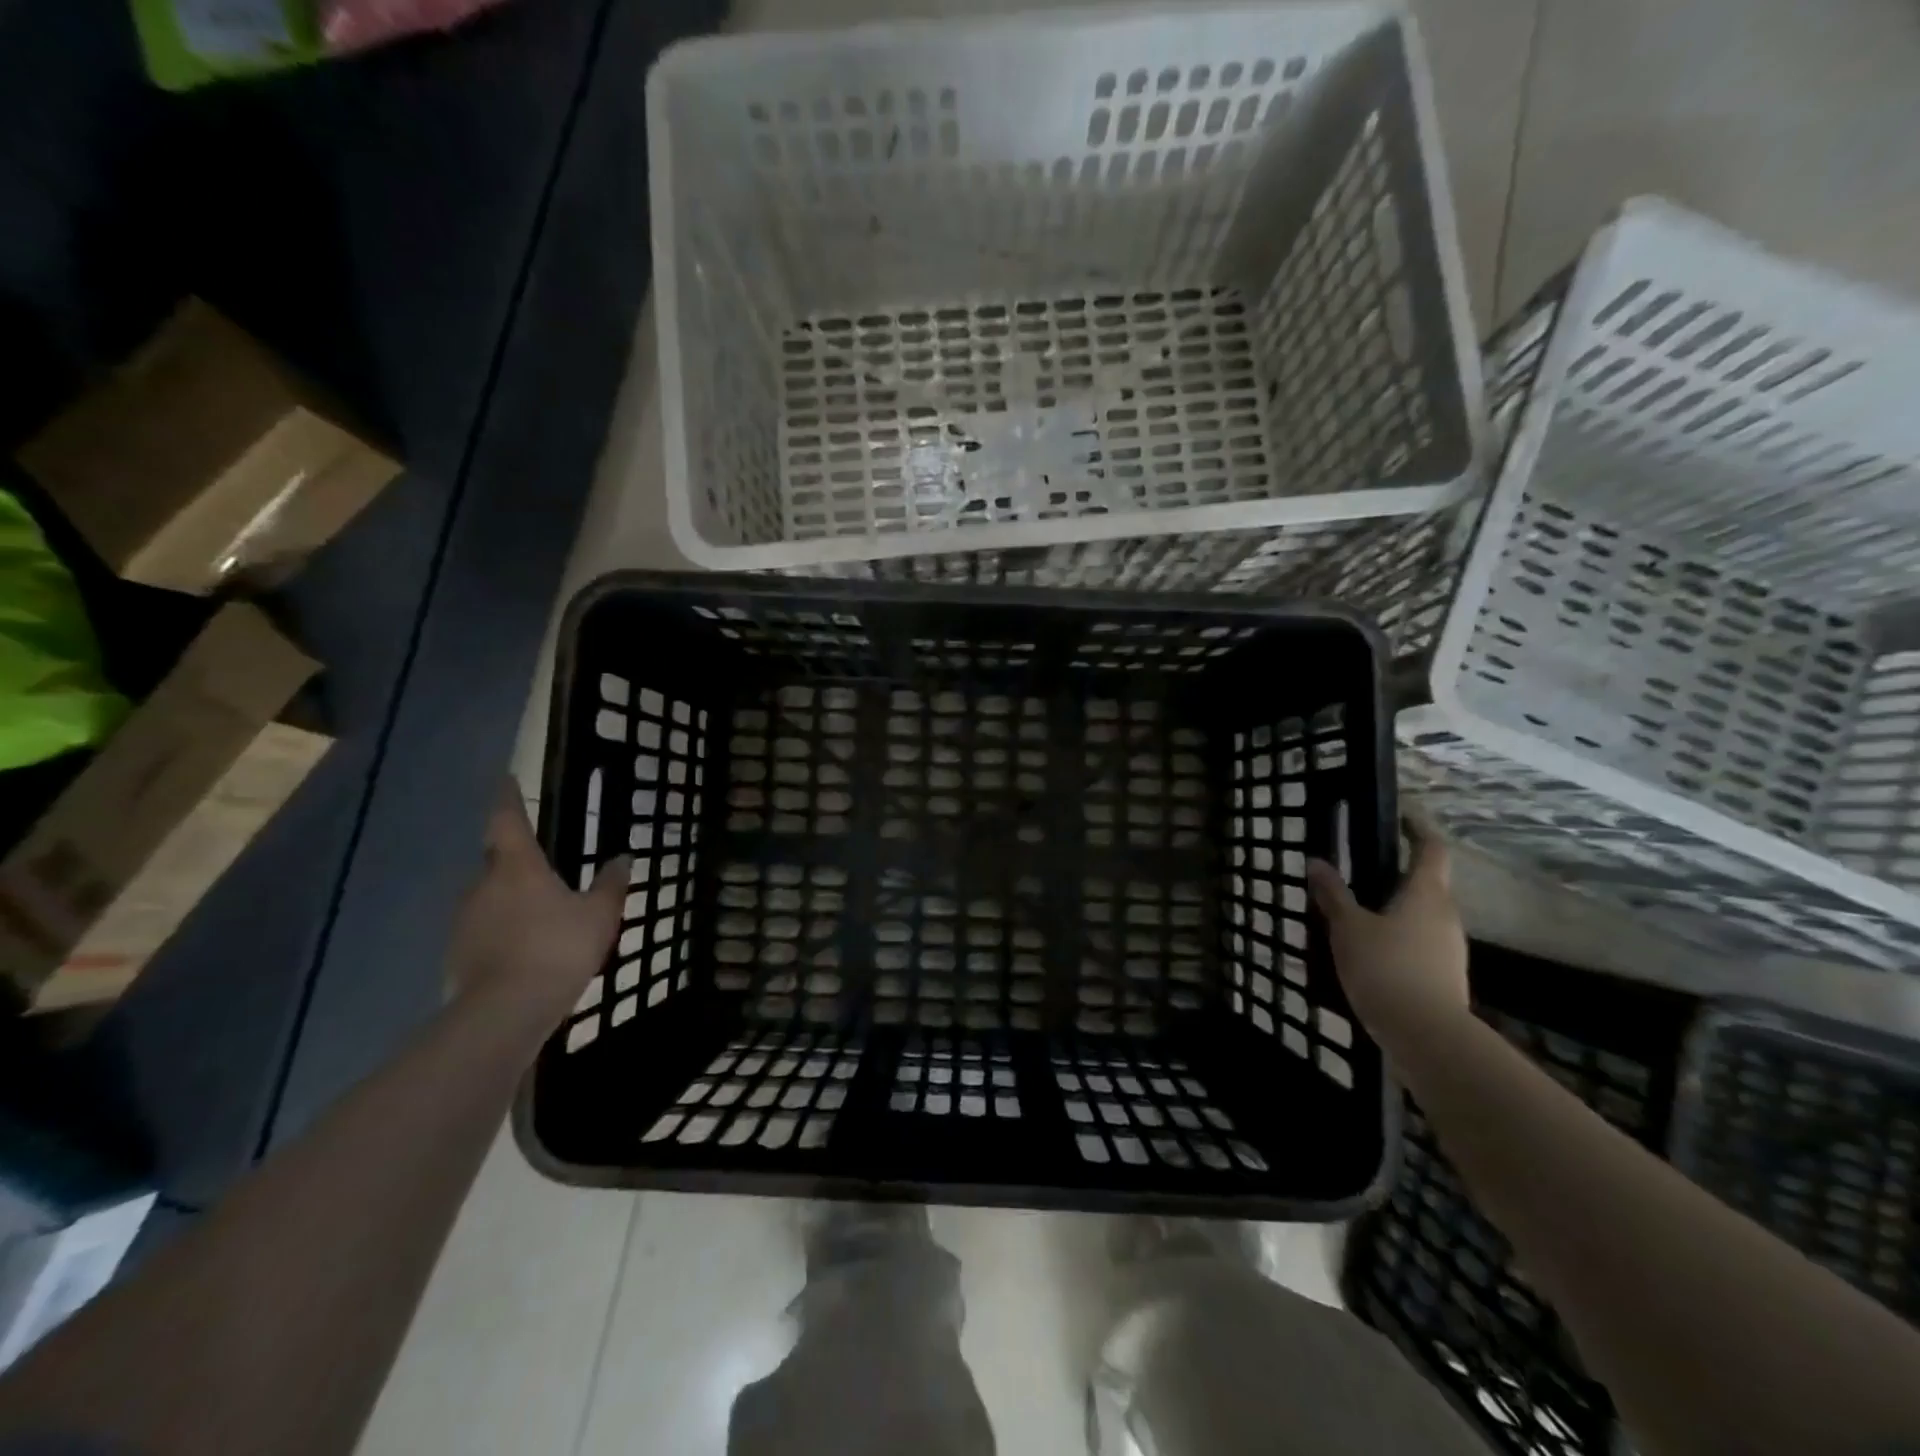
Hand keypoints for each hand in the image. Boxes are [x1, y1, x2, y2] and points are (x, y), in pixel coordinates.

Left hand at [445, 785, 630, 1032]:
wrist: (505, 1011)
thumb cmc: (557, 948)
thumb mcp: (599, 915)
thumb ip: (610, 884)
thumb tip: (622, 857)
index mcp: (517, 867)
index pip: (508, 820)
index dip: (508, 798)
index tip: (506, 779)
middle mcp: (483, 885)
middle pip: (497, 862)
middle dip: (516, 862)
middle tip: (543, 868)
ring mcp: (464, 922)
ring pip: (489, 898)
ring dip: (510, 901)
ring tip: (540, 917)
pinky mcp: (457, 955)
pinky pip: (484, 931)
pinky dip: (503, 932)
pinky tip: (525, 951)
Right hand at [1306, 815, 1467, 1042]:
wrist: (1426, 1036)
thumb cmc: (1386, 967)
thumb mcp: (1348, 928)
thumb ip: (1333, 894)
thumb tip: (1316, 863)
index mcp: (1426, 894)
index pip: (1431, 848)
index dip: (1417, 829)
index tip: (1400, 817)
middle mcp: (1446, 915)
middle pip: (1428, 884)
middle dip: (1398, 874)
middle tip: (1362, 870)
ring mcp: (1449, 949)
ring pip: (1423, 917)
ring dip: (1396, 910)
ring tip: (1358, 914)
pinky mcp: (1445, 976)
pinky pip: (1420, 944)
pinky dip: (1398, 939)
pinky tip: (1370, 953)